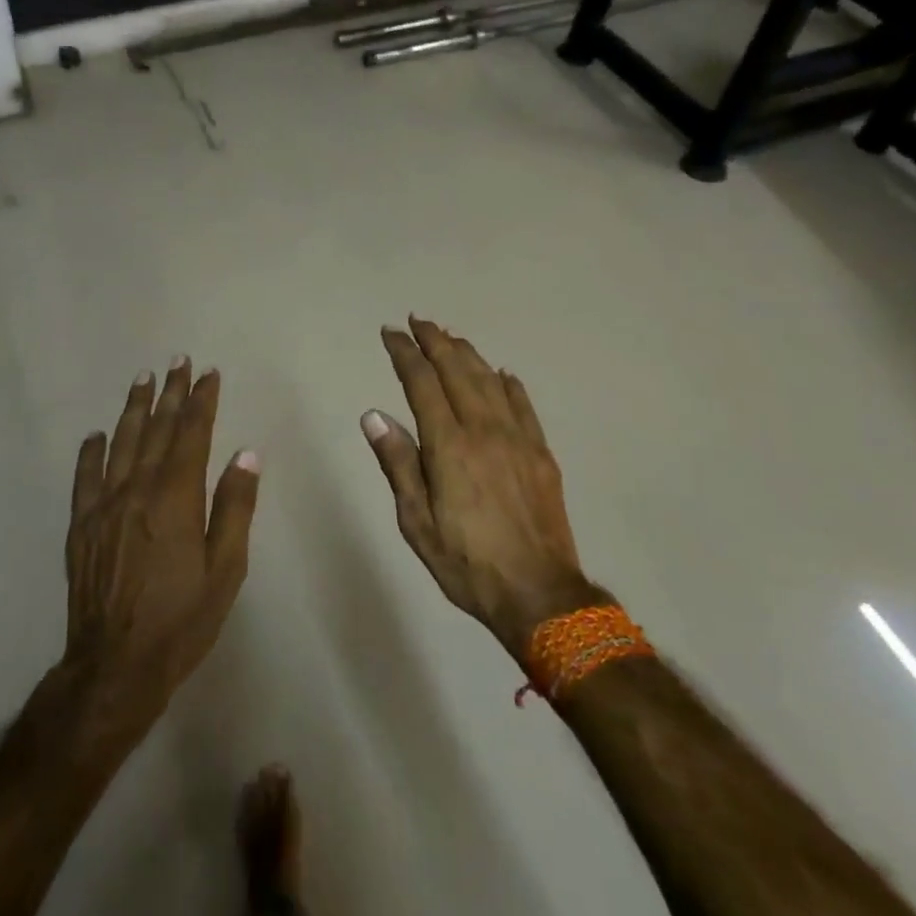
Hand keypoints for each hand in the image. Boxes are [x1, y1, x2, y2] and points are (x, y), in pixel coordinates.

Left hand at [63, 358, 260, 728]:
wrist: (115, 666)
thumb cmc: (181, 619)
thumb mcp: (225, 570)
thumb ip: (234, 508)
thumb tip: (246, 454)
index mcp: (176, 498)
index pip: (191, 434)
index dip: (201, 401)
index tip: (208, 373)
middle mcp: (138, 490)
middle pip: (156, 430)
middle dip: (170, 393)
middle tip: (177, 361)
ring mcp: (105, 506)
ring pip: (121, 444)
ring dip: (133, 408)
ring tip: (142, 379)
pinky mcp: (82, 526)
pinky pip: (85, 478)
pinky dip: (91, 452)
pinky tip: (96, 435)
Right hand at [363, 318, 601, 657]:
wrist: (539, 594)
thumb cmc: (466, 563)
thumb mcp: (416, 522)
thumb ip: (397, 463)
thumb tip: (374, 415)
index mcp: (449, 445)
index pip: (421, 382)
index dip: (404, 353)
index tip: (390, 333)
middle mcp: (484, 429)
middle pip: (457, 370)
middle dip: (435, 341)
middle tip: (417, 321)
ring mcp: (518, 438)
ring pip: (489, 380)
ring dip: (467, 353)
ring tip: (450, 337)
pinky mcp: (541, 452)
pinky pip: (523, 404)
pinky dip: (508, 383)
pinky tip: (501, 373)